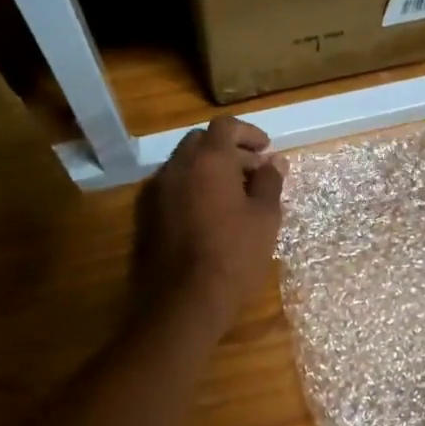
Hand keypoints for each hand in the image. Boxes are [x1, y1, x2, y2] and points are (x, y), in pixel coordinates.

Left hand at [135, 116, 285, 330]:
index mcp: (208, 160)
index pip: (225, 126)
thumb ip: (270, 182)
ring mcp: (159, 191)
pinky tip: (212, 213)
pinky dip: (194, 188)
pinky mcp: (149, 215)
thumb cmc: (234, 254)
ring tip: (236, 195)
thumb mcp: (265, 217)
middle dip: (228, 150)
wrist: (185, 299)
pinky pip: (174, 187)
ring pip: (185, 164)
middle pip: (201, 142)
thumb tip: (275, 162)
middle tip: (253, 172)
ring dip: (210, 170)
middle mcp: (178, 167)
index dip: (249, 134)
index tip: (266, 151)